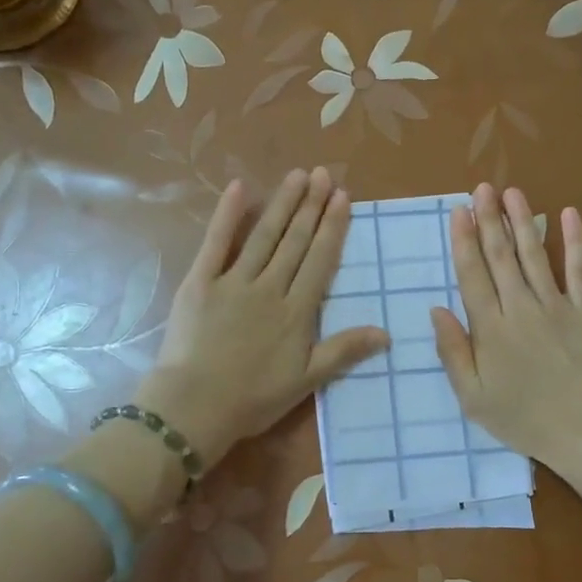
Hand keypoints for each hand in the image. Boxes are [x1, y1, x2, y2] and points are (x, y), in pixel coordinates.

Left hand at [139, 168, 387, 467]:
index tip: (342, 197)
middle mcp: (269, 288)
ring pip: (264, 236)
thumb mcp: (306, 381)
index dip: (332, 228)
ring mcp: (233, 281)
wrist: (194, 406)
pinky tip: (239, 187)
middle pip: (294, 241)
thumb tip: (386, 332)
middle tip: (323, 174)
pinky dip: (228, 214)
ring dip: (282, 204)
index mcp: (296, 312)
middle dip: (311, 206)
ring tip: (297, 175)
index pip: (319, 261)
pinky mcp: (201, 282)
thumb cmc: (252, 398)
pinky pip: (216, 242)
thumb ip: (343, 351)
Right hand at [430, 184, 581, 474]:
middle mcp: (520, 307)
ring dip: (522, 220)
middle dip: (489, 219)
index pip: (472, 274)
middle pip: (500, 256)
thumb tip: (437, 309)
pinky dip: (574, 241)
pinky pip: (579, 270)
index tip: (458, 211)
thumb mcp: (472, 396)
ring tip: (511, 192)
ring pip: (534, 255)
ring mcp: (555, 305)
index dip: (464, 240)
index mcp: (490, 328)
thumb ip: (453, 351)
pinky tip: (567, 214)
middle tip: (481, 188)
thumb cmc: (521, 417)